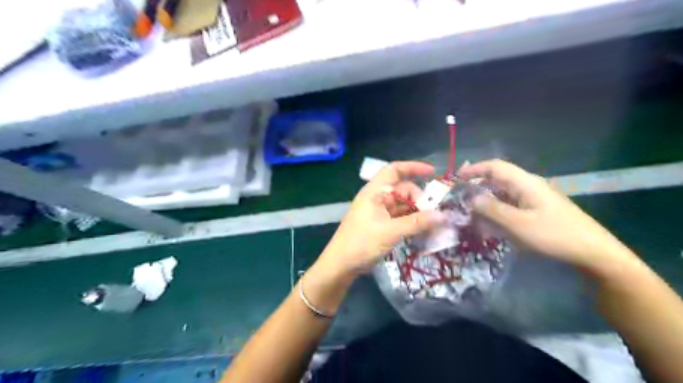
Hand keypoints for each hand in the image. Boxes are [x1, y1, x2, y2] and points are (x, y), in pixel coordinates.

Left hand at [320, 162, 448, 277]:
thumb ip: (417, 223)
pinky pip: (400, 218)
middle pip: (403, 190)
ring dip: (418, 212)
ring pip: (403, 205)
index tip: (432, 172)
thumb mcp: (391, 231)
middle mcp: (377, 198)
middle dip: (420, 198)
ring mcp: (379, 212)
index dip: (413, 167)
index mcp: (374, 192)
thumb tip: (443, 216)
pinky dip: (412, 221)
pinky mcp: (381, 225)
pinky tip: (424, 229)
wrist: (341, 264)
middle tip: (435, 214)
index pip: (394, 170)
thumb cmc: (362, 243)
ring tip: (435, 223)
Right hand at [455, 160, 638, 269]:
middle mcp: (528, 186)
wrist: (593, 253)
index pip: (495, 167)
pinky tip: (490, 226)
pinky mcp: (537, 211)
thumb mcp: (518, 224)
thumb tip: (472, 198)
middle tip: (460, 200)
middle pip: (497, 180)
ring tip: (471, 216)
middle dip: (477, 188)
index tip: (456, 178)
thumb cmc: (554, 235)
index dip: (474, 169)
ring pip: (503, 195)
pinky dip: (497, 212)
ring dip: (486, 203)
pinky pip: (511, 206)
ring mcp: (534, 199)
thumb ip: (492, 209)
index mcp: (525, 183)